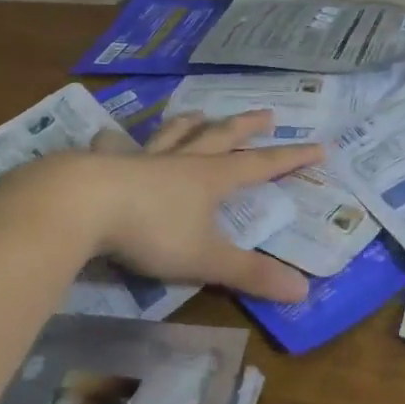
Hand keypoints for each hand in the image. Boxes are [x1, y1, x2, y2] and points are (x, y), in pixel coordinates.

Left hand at [59, 109, 319, 303]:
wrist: (85, 203)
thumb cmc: (152, 231)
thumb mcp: (205, 259)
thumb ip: (250, 274)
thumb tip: (304, 290)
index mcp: (211, 179)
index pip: (261, 166)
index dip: (291, 158)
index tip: (319, 146)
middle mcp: (182, 161)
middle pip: (221, 137)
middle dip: (247, 127)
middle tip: (267, 115)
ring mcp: (145, 158)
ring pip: (175, 134)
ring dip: (192, 123)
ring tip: (201, 113)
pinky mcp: (110, 163)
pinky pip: (117, 147)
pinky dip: (117, 141)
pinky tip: (108, 135)